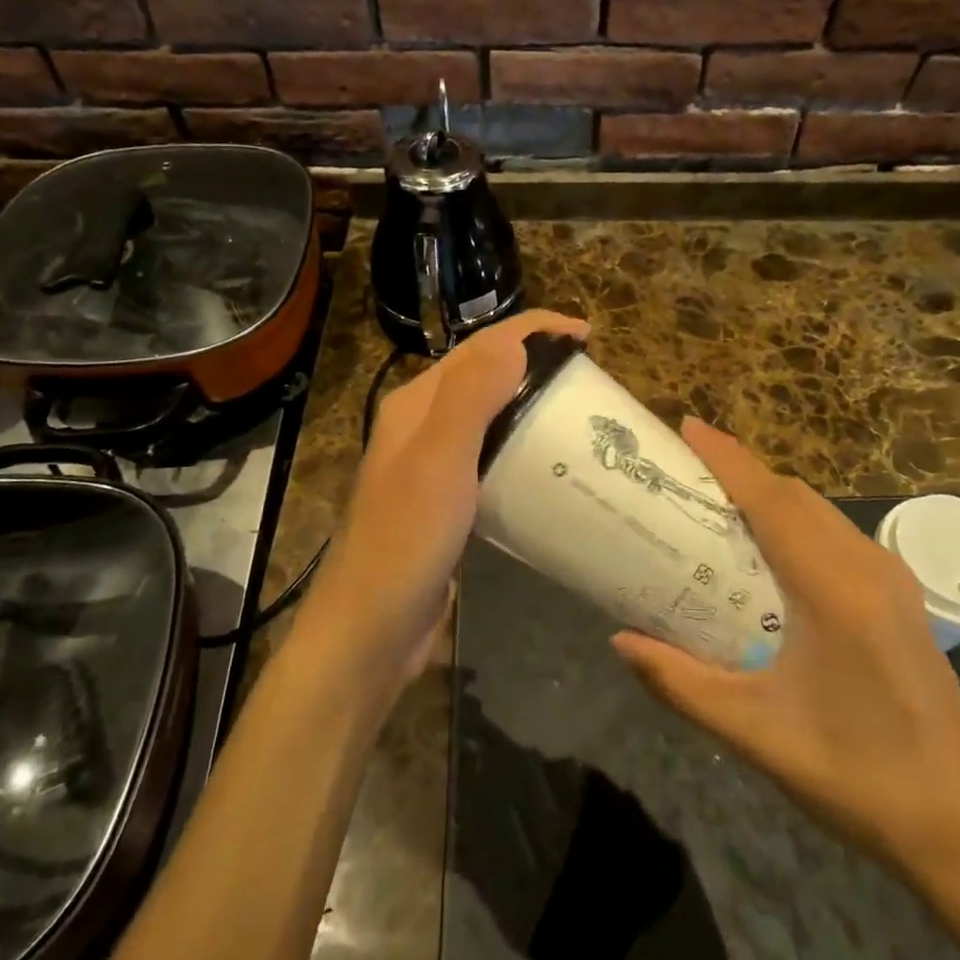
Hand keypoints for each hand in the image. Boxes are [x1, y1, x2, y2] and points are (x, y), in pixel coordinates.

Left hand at [292, 309, 589, 692]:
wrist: (370, 629)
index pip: (479, 347)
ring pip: (489, 417)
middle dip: (534, 363)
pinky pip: (491, 458)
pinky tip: (550, 467)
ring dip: (530, 405)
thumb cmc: (405, 539)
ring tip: (579, 415)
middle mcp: (422, 425)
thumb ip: (471, 396)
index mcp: (417, 404)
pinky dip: (521, 449)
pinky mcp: (448, 503)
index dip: (531, 330)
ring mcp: (433, 466)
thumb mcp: (439, 460)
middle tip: (589, 379)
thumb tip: (515, 340)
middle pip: (485, 376)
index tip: (586, 336)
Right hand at [611, 420, 959, 871]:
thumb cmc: (856, 776)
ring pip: (820, 512)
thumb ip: (680, 682)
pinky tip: (770, 553)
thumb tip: (619, 641)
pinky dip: (795, 521)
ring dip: (769, 495)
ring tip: (717, 504)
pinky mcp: (900, 599)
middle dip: (741, 471)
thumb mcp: (755, 732)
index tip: (686, 427)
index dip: (727, 458)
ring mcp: (892, 581)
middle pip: (795, 495)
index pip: (771, 501)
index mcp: (835, 589)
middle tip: (685, 472)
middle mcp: (868, 567)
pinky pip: (837, 536)